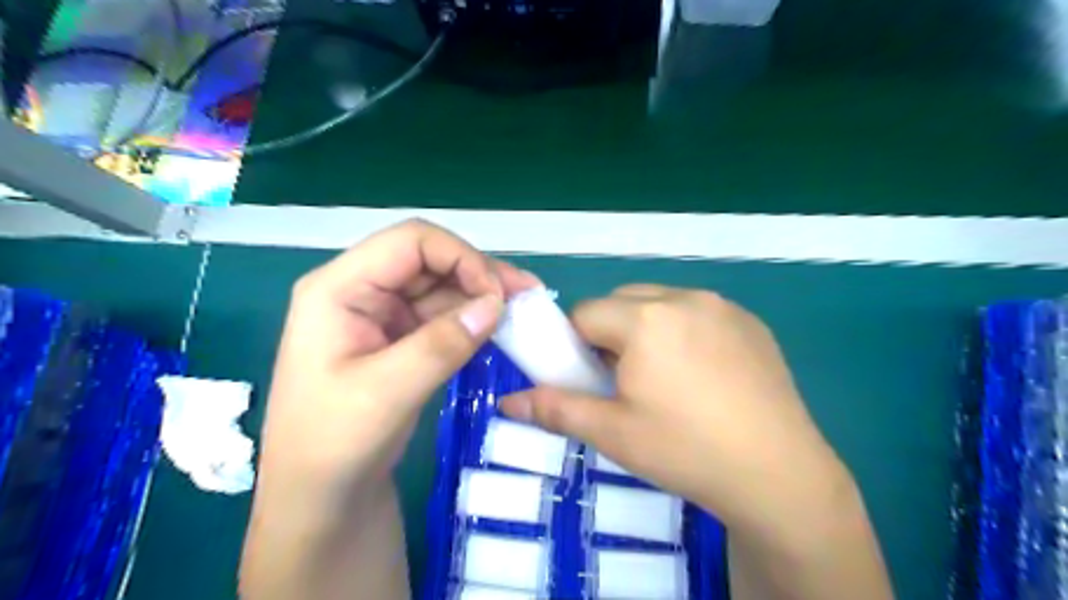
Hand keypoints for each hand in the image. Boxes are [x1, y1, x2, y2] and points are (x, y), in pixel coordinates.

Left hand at [244, 220, 538, 599]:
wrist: (320, 500)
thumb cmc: (333, 446)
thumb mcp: (386, 393)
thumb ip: (441, 344)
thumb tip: (496, 304)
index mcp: (339, 289)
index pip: (410, 242)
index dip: (461, 257)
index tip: (498, 295)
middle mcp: (361, 291)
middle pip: (430, 260)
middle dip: (479, 273)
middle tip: (527, 296)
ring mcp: (381, 316)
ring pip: (441, 286)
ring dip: (482, 295)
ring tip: (524, 309)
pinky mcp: (400, 340)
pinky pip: (443, 316)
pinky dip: (473, 319)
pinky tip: (500, 328)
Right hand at [499, 285, 851, 543]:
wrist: (778, 474)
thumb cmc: (685, 450)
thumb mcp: (612, 433)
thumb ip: (555, 409)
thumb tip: (507, 402)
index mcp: (646, 319)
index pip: (586, 314)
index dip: (577, 344)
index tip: (590, 377)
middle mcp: (684, 298)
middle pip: (623, 302)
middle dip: (611, 333)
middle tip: (625, 380)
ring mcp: (723, 306)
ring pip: (661, 304)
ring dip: (648, 328)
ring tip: (665, 378)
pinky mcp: (751, 322)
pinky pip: (699, 313)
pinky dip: (685, 331)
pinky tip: (703, 375)